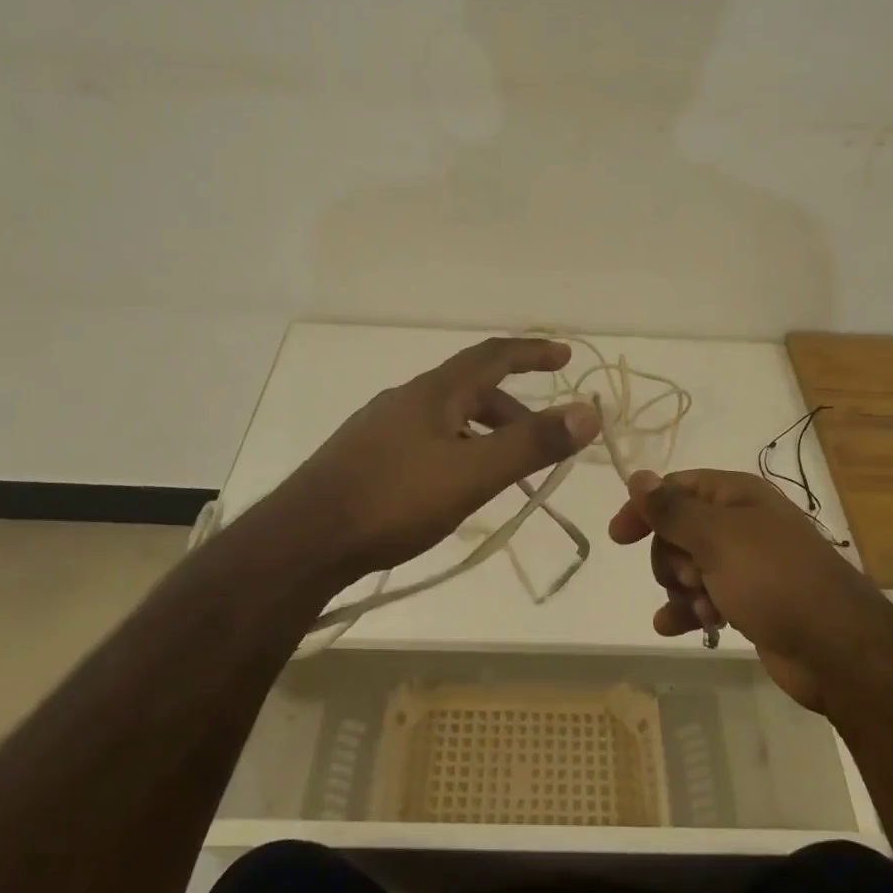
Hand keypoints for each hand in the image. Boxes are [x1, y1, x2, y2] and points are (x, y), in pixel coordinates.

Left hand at [270, 337, 600, 591]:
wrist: (303, 540)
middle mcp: (406, 399)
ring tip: (503, 468)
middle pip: (470, 388)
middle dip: (513, 406)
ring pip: (446, 417)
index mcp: (434, 392)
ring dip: (484, 431)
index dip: (531, 351)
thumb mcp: (473, 473)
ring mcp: (380, 428)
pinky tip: (452, 486)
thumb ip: (531, 443)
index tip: (563, 355)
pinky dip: (456, 449)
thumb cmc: (393, 501)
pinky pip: (425, 440)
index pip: (492, 355)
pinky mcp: (364, 458)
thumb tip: (588, 411)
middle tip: (541, 437)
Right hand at [609, 468, 880, 711]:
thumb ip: (672, 509)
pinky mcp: (750, 603)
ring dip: (680, 589)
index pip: (678, 487)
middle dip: (671, 557)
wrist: (837, 648)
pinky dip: (687, 611)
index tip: (619, 537)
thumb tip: (638, 476)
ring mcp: (746, 565)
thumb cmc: (773, 579)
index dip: (646, 508)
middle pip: (679, 530)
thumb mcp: (716, 537)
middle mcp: (741, 524)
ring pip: (688, 567)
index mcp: (737, 496)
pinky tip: (672, 627)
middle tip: (688, 578)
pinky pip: (703, 599)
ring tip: (700, 608)